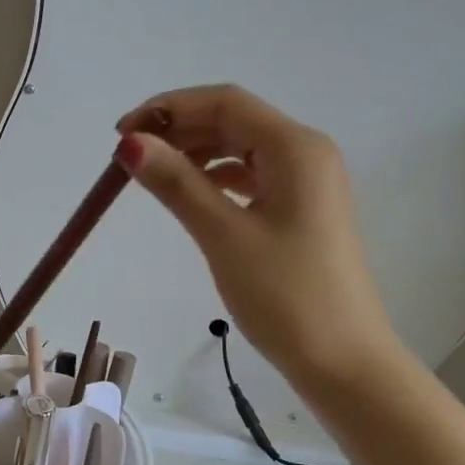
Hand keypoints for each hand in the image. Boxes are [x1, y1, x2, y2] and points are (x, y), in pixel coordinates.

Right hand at [116, 84, 399, 382]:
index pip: (224, 102)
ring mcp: (308, 182)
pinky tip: (191, 193)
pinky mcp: (302, 209)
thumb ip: (176, 183)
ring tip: (152, 174)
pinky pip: (252, 176)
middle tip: (129, 156)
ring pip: (242, 148)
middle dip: (179, 129)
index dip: (168, 108)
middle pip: (234, 120)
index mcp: (295, 148)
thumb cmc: (285, 295)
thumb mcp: (223, 235)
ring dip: (196, 153)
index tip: (121, 135)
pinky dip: (217, 177)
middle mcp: (306, 153)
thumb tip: (130, 144)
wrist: (344, 361)